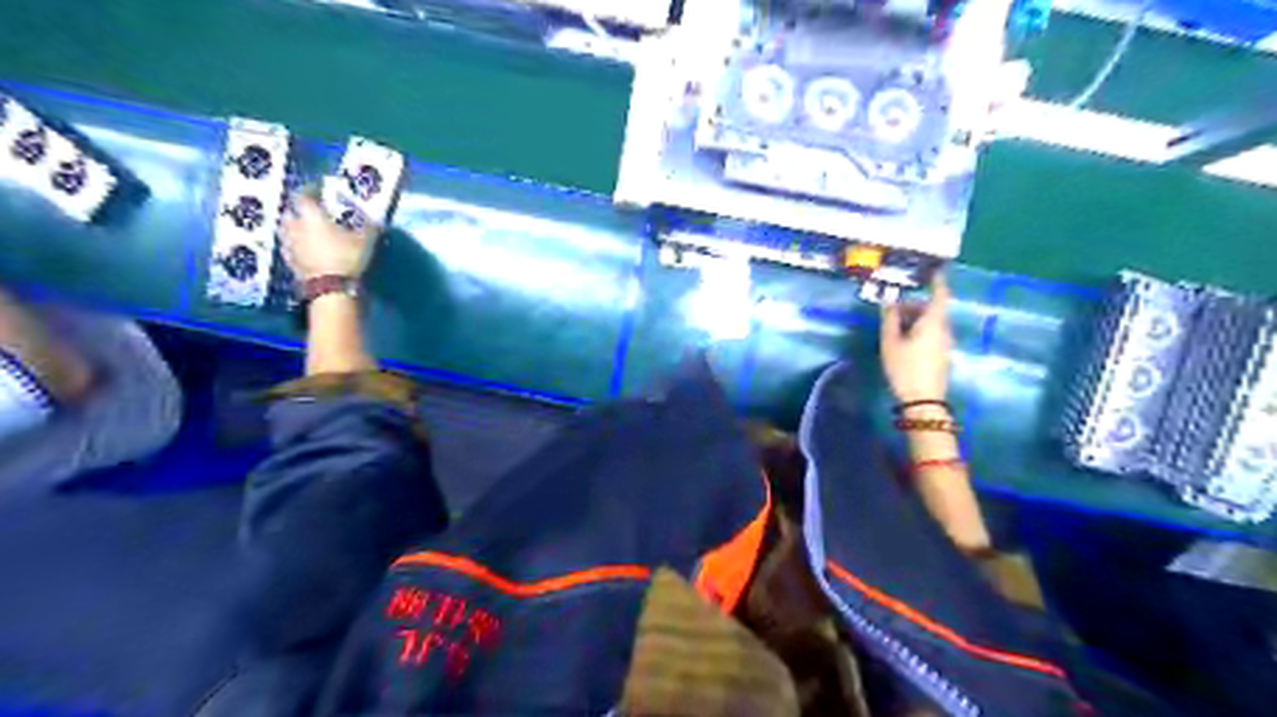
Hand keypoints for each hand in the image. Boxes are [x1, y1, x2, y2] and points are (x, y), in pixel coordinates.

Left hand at [281, 192, 374, 283]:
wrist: (331, 288)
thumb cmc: (347, 257)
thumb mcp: (366, 241)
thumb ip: (368, 227)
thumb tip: (375, 219)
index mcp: (311, 216)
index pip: (303, 195)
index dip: (310, 190)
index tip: (318, 189)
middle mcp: (295, 226)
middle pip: (290, 211)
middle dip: (299, 209)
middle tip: (311, 212)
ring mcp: (289, 245)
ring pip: (287, 229)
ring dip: (295, 227)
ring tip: (308, 230)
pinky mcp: (289, 261)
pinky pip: (290, 247)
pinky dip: (296, 244)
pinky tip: (306, 249)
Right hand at [885, 274, 951, 405]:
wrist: (923, 401)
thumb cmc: (905, 368)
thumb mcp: (891, 342)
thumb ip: (890, 318)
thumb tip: (889, 300)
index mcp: (934, 321)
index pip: (940, 294)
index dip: (937, 281)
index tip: (932, 270)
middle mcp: (944, 329)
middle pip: (933, 309)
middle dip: (914, 306)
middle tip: (893, 310)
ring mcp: (945, 343)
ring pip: (932, 323)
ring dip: (915, 319)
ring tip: (894, 328)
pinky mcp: (942, 355)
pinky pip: (932, 334)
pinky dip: (919, 330)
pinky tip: (903, 342)